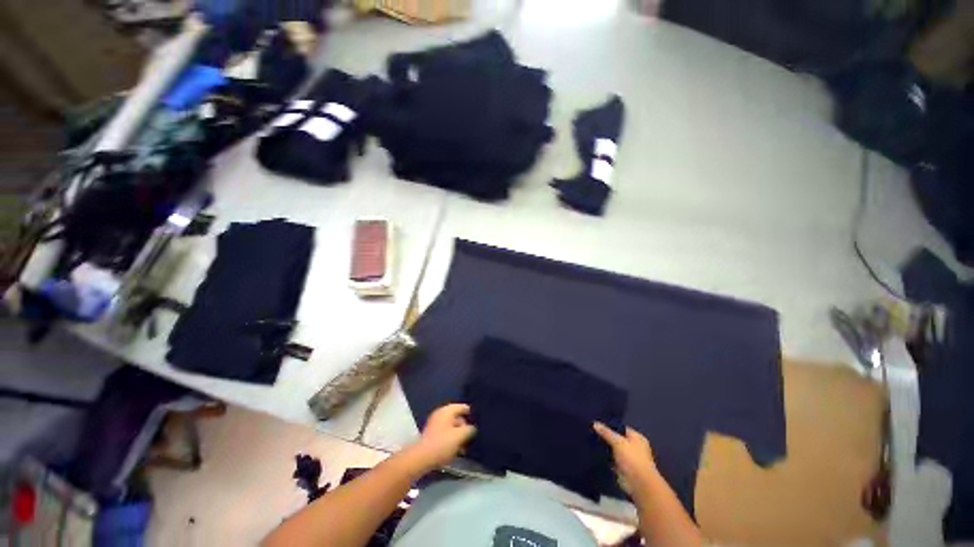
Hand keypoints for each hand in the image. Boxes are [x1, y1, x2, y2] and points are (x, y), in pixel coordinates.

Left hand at [407, 403, 476, 471]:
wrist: (422, 458)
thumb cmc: (442, 443)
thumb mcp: (460, 436)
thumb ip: (470, 429)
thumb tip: (472, 428)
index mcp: (447, 410)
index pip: (462, 407)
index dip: (471, 413)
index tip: (478, 420)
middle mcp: (440, 414)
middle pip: (457, 417)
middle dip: (465, 427)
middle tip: (472, 436)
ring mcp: (435, 424)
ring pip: (451, 427)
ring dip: (458, 435)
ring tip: (465, 446)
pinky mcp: (431, 435)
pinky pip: (445, 434)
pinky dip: (451, 440)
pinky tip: (456, 450)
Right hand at [593, 422, 659, 498]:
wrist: (639, 485)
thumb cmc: (632, 459)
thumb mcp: (618, 442)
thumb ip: (606, 432)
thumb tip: (595, 423)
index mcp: (637, 438)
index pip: (622, 428)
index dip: (610, 426)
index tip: (597, 423)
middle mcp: (634, 447)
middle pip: (617, 439)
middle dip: (606, 437)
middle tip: (592, 432)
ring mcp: (628, 459)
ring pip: (614, 450)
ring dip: (605, 449)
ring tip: (590, 441)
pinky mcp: (623, 469)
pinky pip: (612, 461)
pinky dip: (605, 459)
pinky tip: (595, 454)